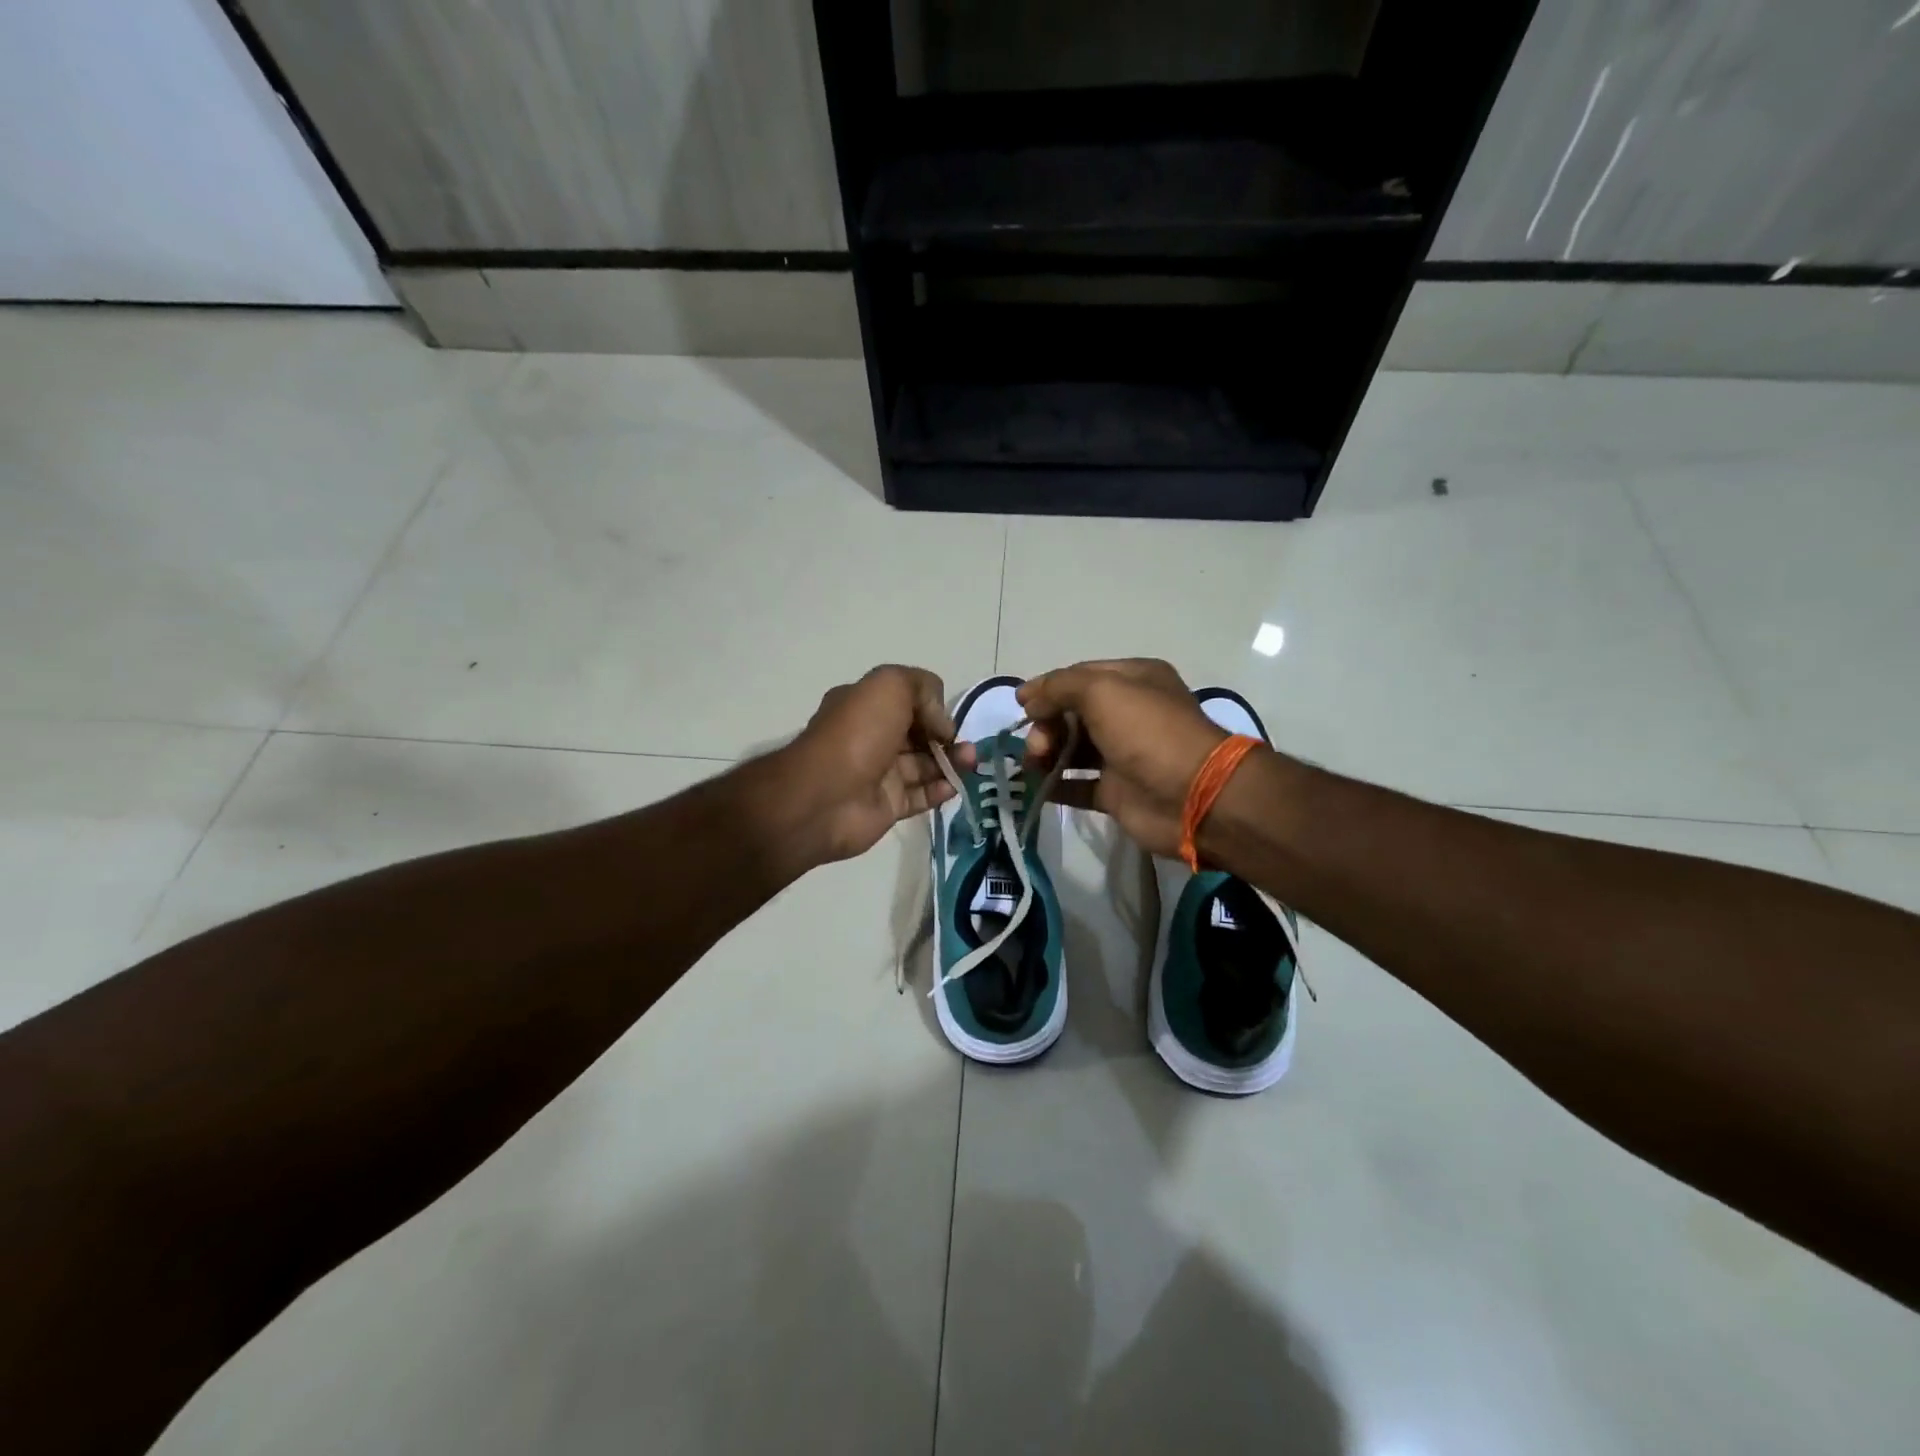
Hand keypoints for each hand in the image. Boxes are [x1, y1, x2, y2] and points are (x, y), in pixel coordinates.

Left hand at [779, 665, 976, 865]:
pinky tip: (954, 786)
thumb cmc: (857, 733)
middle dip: (947, 737)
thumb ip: (924, 688)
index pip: (908, 701)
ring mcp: (880, 773)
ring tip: (970, 763)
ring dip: (951, 762)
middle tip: (968, 746)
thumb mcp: (891, 685)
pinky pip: (921, 796)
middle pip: (919, 734)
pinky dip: (941, 790)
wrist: (825, 796)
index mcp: (865, 705)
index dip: (932, 707)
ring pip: (925, 765)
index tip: (945, 719)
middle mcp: (872, 737)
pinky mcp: (888, 806)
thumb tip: (942, 725)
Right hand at [1019, 659, 1228, 857]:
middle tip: (1037, 744)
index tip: (1020, 704)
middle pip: (1072, 713)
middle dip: (1047, 724)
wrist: (1192, 795)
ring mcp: (1122, 755)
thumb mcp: (1102, 690)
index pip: (1079, 676)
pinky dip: (1054, 785)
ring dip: (1046, 753)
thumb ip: (1059, 687)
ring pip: (1071, 749)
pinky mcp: (1116, 792)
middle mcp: (1128, 714)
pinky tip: (1036, 786)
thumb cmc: (1147, 732)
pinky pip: (1076, 785)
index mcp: (1132, 680)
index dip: (1048, 688)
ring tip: (1035, 764)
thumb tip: (1029, 700)